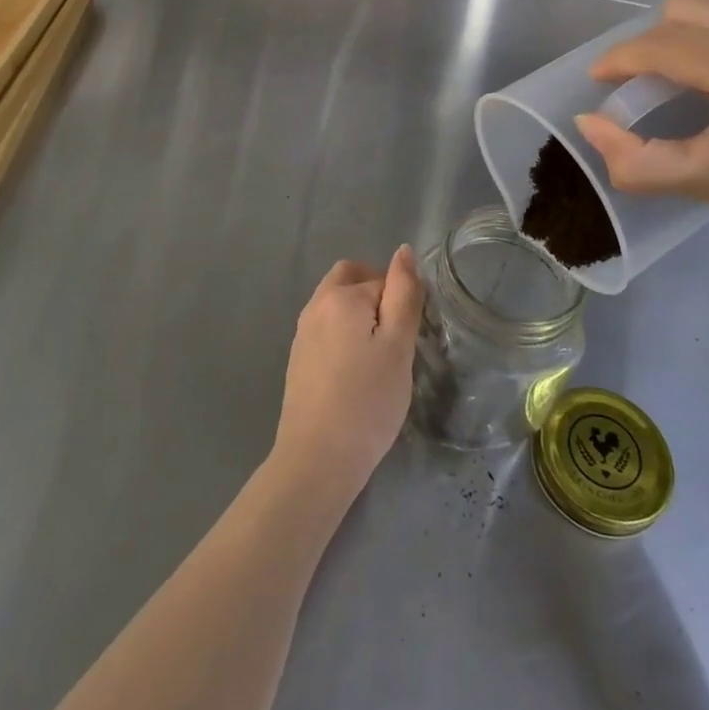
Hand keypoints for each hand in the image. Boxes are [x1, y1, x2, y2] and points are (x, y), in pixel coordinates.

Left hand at [271, 247, 422, 510]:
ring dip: (359, 317)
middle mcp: (315, 305)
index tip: (410, 339)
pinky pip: (326, 330)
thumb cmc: (367, 400)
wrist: (317, 458)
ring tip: (378, 359)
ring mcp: (302, 332)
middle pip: (349, 279)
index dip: (401, 303)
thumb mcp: (397, 345)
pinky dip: (344, 337)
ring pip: (336, 305)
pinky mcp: (298, 358)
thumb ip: (403, 294)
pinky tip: (355, 374)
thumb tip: (403, 251)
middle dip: (375, 295)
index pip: (381, 280)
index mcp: (340, 296)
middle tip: (395, 338)